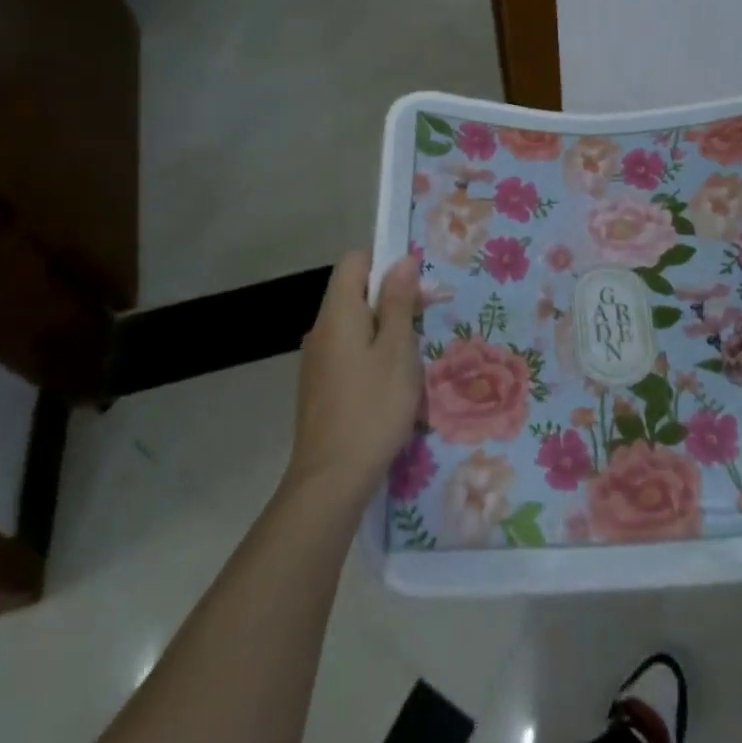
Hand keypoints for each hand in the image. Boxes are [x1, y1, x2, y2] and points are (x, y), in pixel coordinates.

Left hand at [285, 251, 421, 500]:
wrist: (330, 481)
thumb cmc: (372, 408)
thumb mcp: (397, 350)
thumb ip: (399, 302)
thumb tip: (402, 260)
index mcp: (338, 313)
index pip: (355, 261)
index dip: (385, 262)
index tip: (416, 285)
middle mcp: (321, 329)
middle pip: (355, 292)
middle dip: (391, 298)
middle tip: (425, 322)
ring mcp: (316, 360)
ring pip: (354, 325)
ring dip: (384, 329)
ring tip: (412, 357)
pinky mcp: (318, 387)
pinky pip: (348, 352)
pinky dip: (371, 354)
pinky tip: (390, 384)